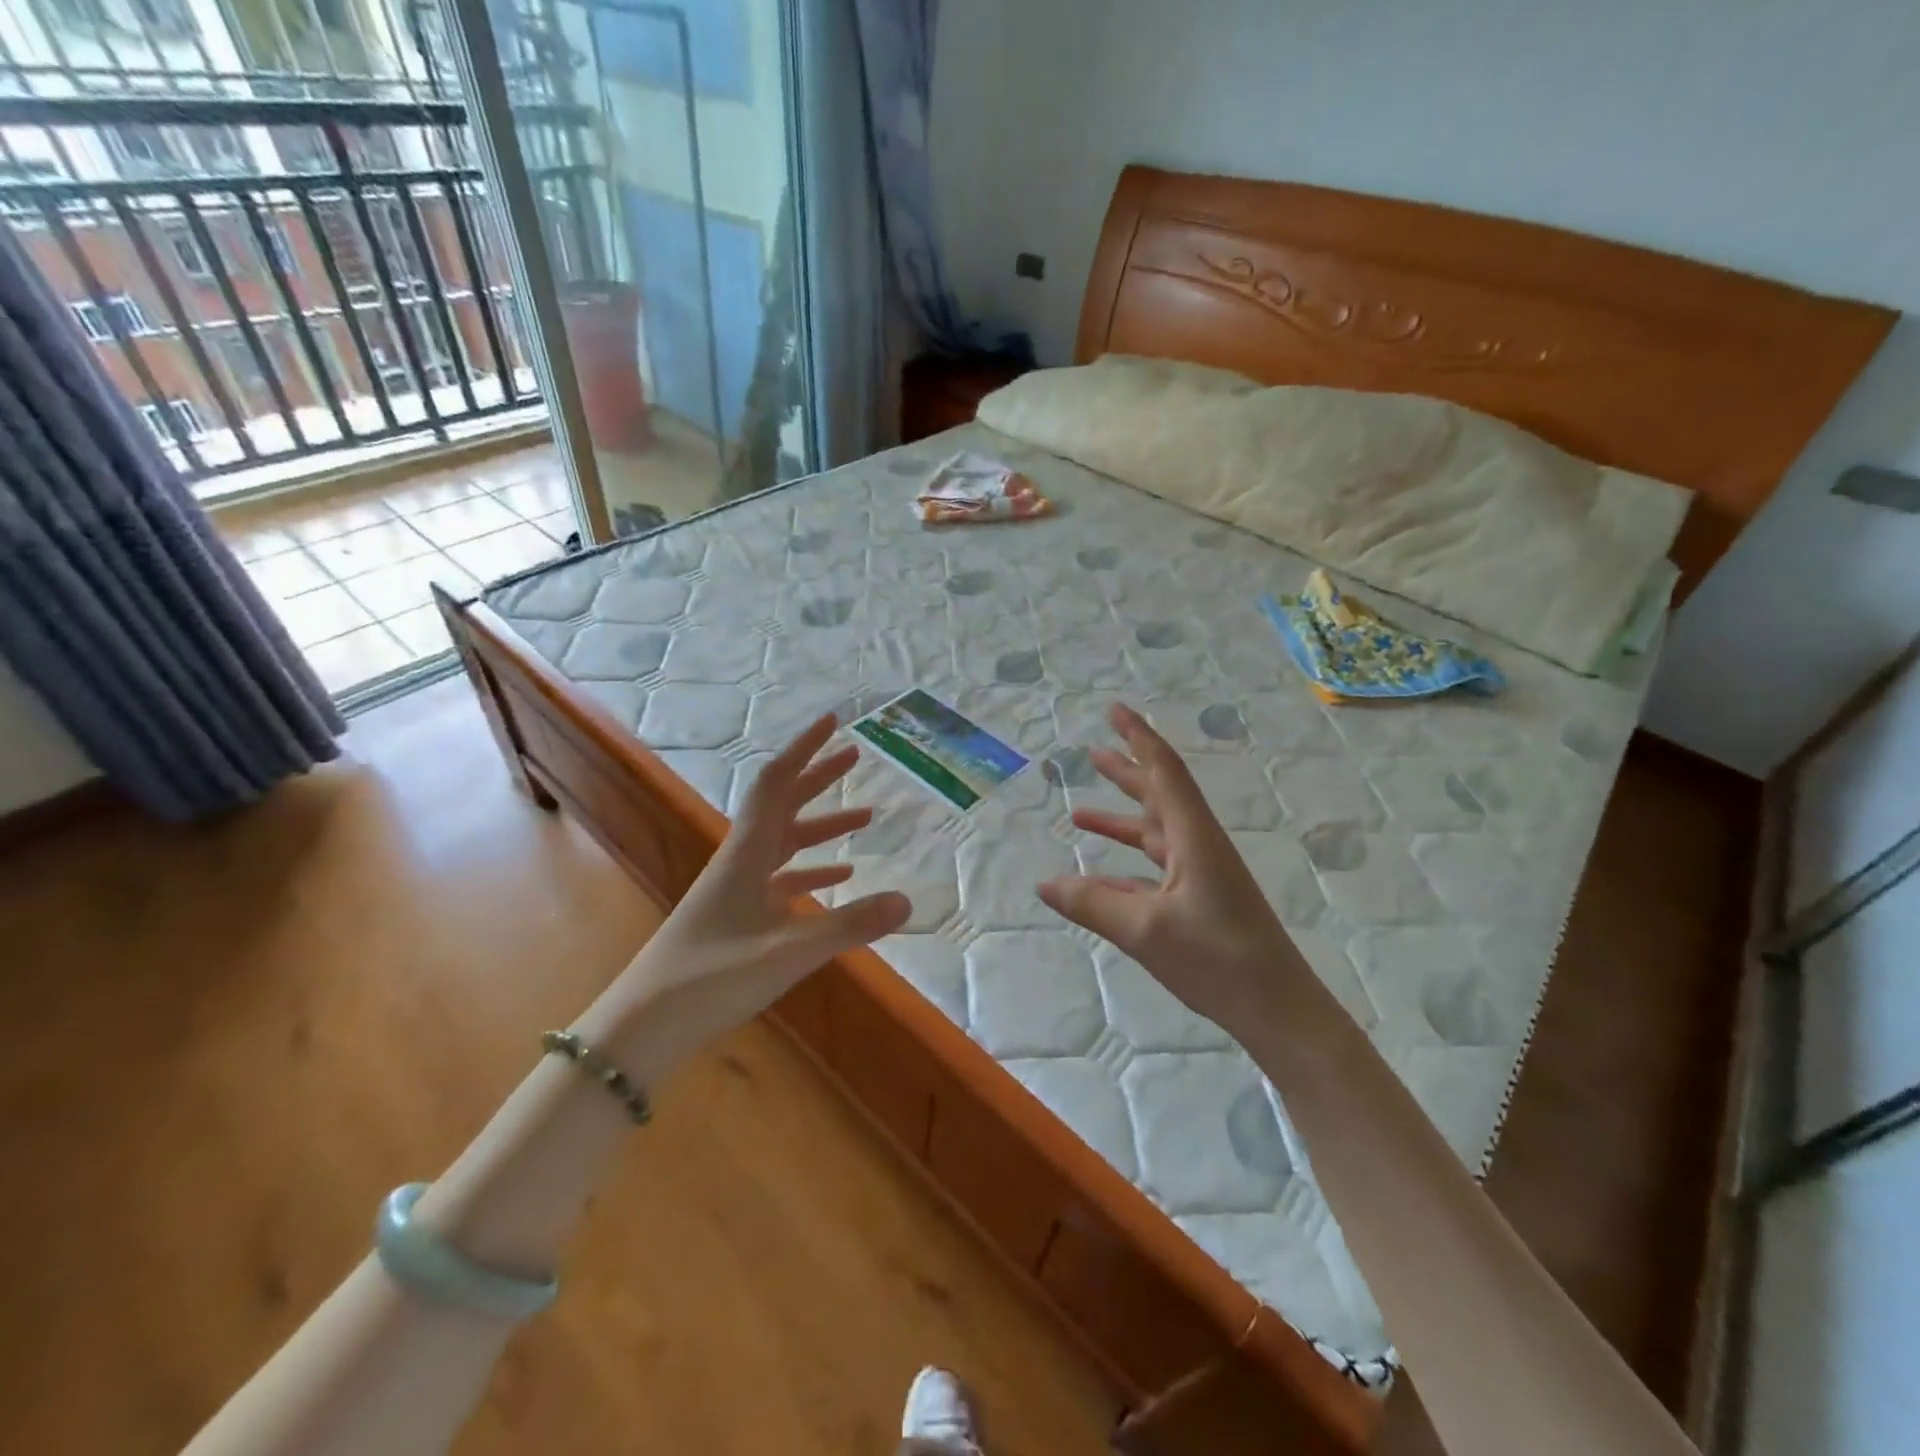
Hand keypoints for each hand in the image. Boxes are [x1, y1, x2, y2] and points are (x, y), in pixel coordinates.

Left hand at [603, 715, 910, 1074]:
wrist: (642, 1027)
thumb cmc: (709, 979)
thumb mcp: (787, 953)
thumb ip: (848, 925)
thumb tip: (907, 901)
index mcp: (746, 854)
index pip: (777, 784)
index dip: (805, 749)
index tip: (833, 722)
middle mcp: (740, 861)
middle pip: (783, 805)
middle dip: (818, 778)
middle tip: (854, 756)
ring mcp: (736, 890)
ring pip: (785, 843)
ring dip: (821, 826)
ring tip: (864, 819)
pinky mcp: (736, 918)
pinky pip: (781, 880)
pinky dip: (811, 871)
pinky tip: (838, 879)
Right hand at [1037, 703, 1316, 1041]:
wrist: (1279, 1010)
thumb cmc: (1217, 960)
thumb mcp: (1145, 930)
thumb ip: (1092, 903)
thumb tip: (1043, 884)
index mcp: (1193, 837)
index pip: (1163, 772)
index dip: (1138, 737)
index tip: (1114, 710)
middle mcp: (1198, 846)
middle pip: (1158, 795)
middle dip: (1126, 771)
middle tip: (1093, 750)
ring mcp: (1201, 875)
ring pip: (1154, 833)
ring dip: (1121, 819)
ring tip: (1080, 812)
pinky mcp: (1199, 901)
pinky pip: (1154, 870)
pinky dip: (1125, 866)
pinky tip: (1098, 876)